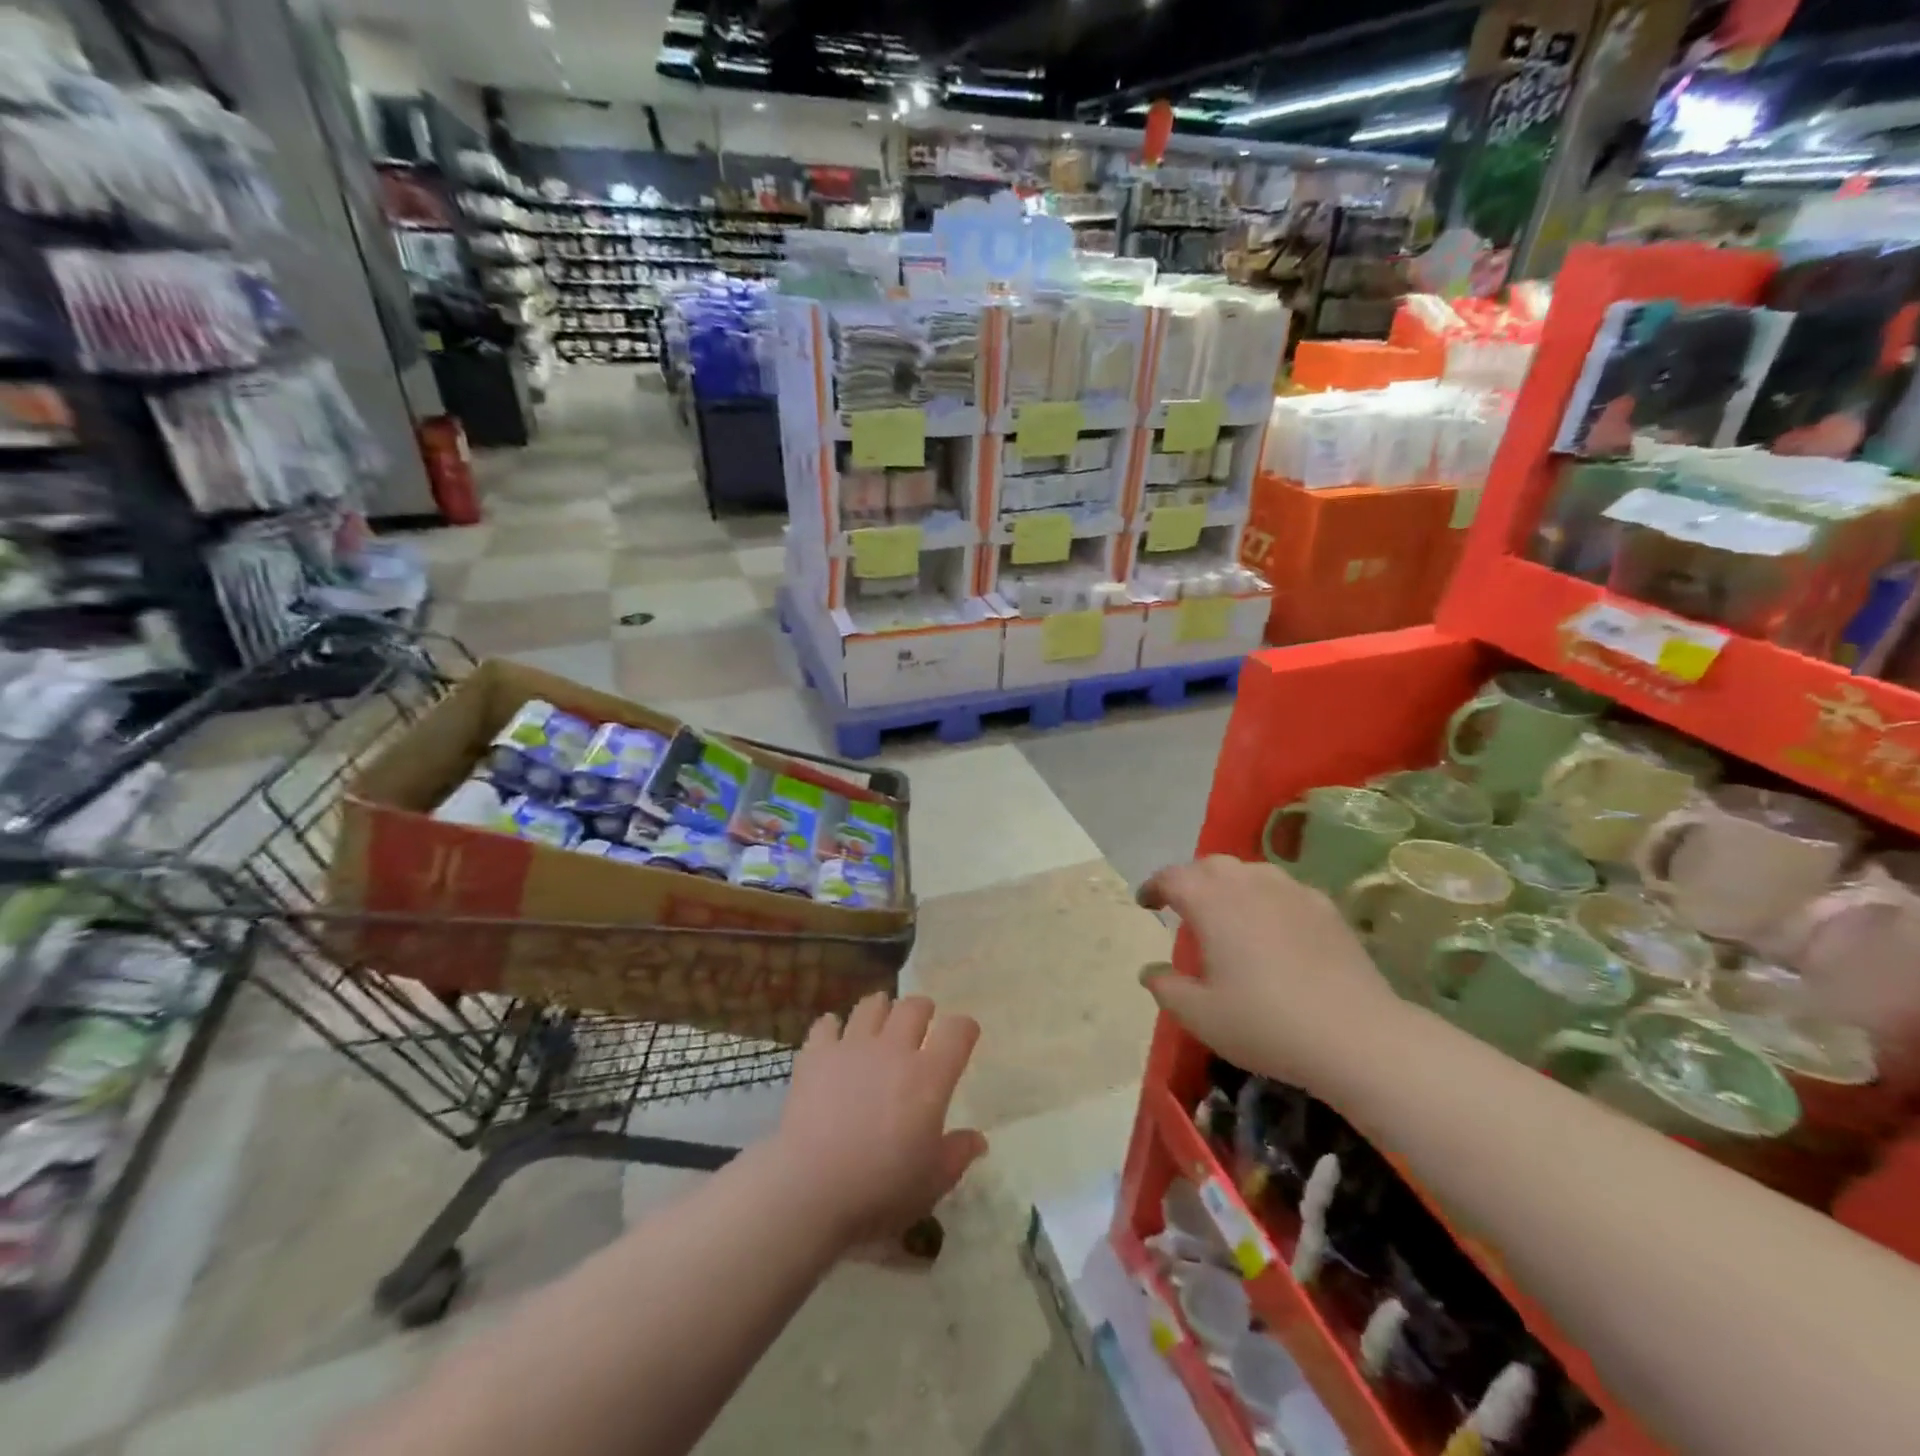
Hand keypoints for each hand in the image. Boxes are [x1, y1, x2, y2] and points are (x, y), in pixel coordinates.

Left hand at [777, 993, 987, 1246]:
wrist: (810, 1189)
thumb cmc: (880, 1190)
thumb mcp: (932, 1182)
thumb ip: (957, 1155)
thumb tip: (978, 1140)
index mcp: (930, 1077)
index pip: (958, 1031)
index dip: (964, 1029)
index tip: (964, 1036)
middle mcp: (894, 1049)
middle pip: (914, 1007)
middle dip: (923, 1010)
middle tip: (921, 1024)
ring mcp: (852, 1047)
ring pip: (872, 1006)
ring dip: (881, 1010)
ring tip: (879, 1022)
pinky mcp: (816, 1054)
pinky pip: (826, 1024)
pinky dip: (833, 1028)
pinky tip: (834, 1040)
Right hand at [1137, 855, 1406, 1091]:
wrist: (1356, 1036)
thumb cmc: (1265, 1023)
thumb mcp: (1200, 1015)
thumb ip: (1166, 987)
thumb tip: (1150, 970)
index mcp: (1210, 901)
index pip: (1171, 877)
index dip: (1154, 887)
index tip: (1147, 904)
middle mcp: (1248, 882)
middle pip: (1210, 865)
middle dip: (1191, 880)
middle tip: (1184, 907)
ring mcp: (1291, 890)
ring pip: (1249, 871)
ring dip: (1229, 884)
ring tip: (1228, 913)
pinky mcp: (1325, 906)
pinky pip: (1284, 889)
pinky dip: (1267, 898)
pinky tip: (1274, 928)